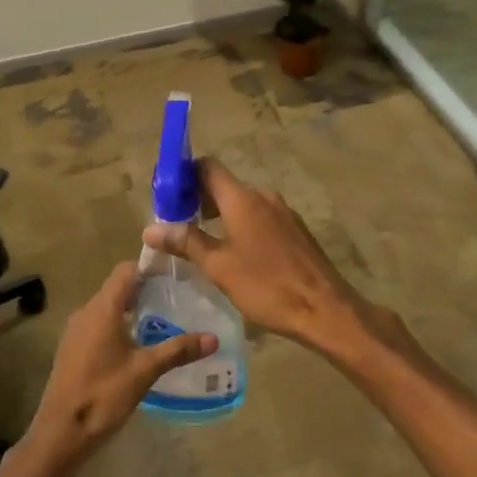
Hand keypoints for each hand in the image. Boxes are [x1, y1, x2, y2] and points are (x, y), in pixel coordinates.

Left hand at [17, 263, 217, 476]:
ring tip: (163, 319)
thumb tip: (213, 338)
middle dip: (145, 289)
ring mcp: (76, 330)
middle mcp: (86, 311)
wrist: (59, 434)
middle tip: (177, 297)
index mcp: (102, 308)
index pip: (126, 270)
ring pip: (108, 306)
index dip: (149, 267)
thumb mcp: (144, 371)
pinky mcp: (73, 348)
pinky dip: (119, 324)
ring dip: (132, 308)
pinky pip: (99, 323)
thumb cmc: (102, 395)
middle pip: (117, 287)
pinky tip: (138, 344)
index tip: (175, 273)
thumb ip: (177, 350)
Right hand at [142, 159, 399, 358]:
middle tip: (177, 223)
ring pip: (243, 203)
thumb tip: (150, 228)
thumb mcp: (218, 266)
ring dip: (221, 215)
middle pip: (224, 185)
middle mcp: (263, 196)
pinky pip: (260, 217)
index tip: (166, 193)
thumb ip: (185, 242)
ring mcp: (283, 212)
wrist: (325, 309)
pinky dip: (242, 225)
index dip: (184, 174)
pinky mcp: (296, 230)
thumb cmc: (266, 285)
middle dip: (199, 199)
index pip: (207, 167)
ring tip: (202, 241)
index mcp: (241, 198)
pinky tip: (236, 253)